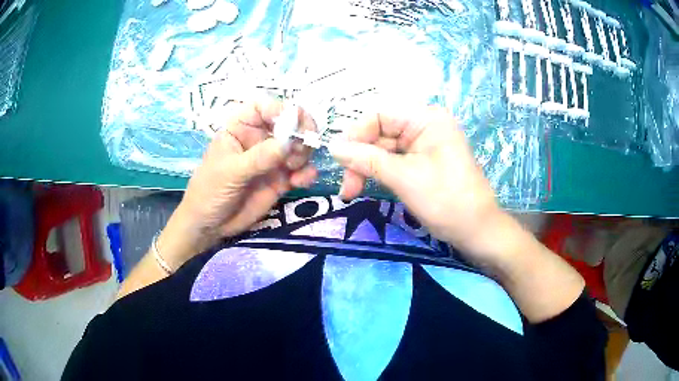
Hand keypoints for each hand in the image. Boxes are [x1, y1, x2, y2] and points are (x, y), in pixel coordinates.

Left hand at [159, 100, 317, 267]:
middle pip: (289, 123)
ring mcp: (272, 159)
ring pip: (299, 146)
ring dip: (304, 154)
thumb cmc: (209, 191)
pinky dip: (307, 173)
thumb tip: (289, 143)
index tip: (294, 124)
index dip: (282, 110)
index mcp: (241, 128)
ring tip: (295, 170)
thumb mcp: (230, 172)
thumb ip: (259, 157)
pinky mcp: (280, 179)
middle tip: (300, 150)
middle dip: (301, 133)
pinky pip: (300, 170)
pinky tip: (302, 182)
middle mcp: (259, 139)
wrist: (210, 225)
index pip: (264, 107)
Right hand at [330, 107, 585, 322]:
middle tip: (346, 187)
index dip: (356, 134)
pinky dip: (378, 173)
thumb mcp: (405, 178)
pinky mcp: (421, 162)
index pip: (380, 114)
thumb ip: (367, 159)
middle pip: (379, 132)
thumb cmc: (448, 202)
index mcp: (427, 118)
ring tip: (351, 192)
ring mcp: (423, 144)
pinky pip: (392, 161)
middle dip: (359, 157)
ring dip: (365, 168)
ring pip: (382, 149)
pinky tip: (366, 187)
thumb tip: (333, 147)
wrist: (477, 232)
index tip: (339, 160)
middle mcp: (424, 125)